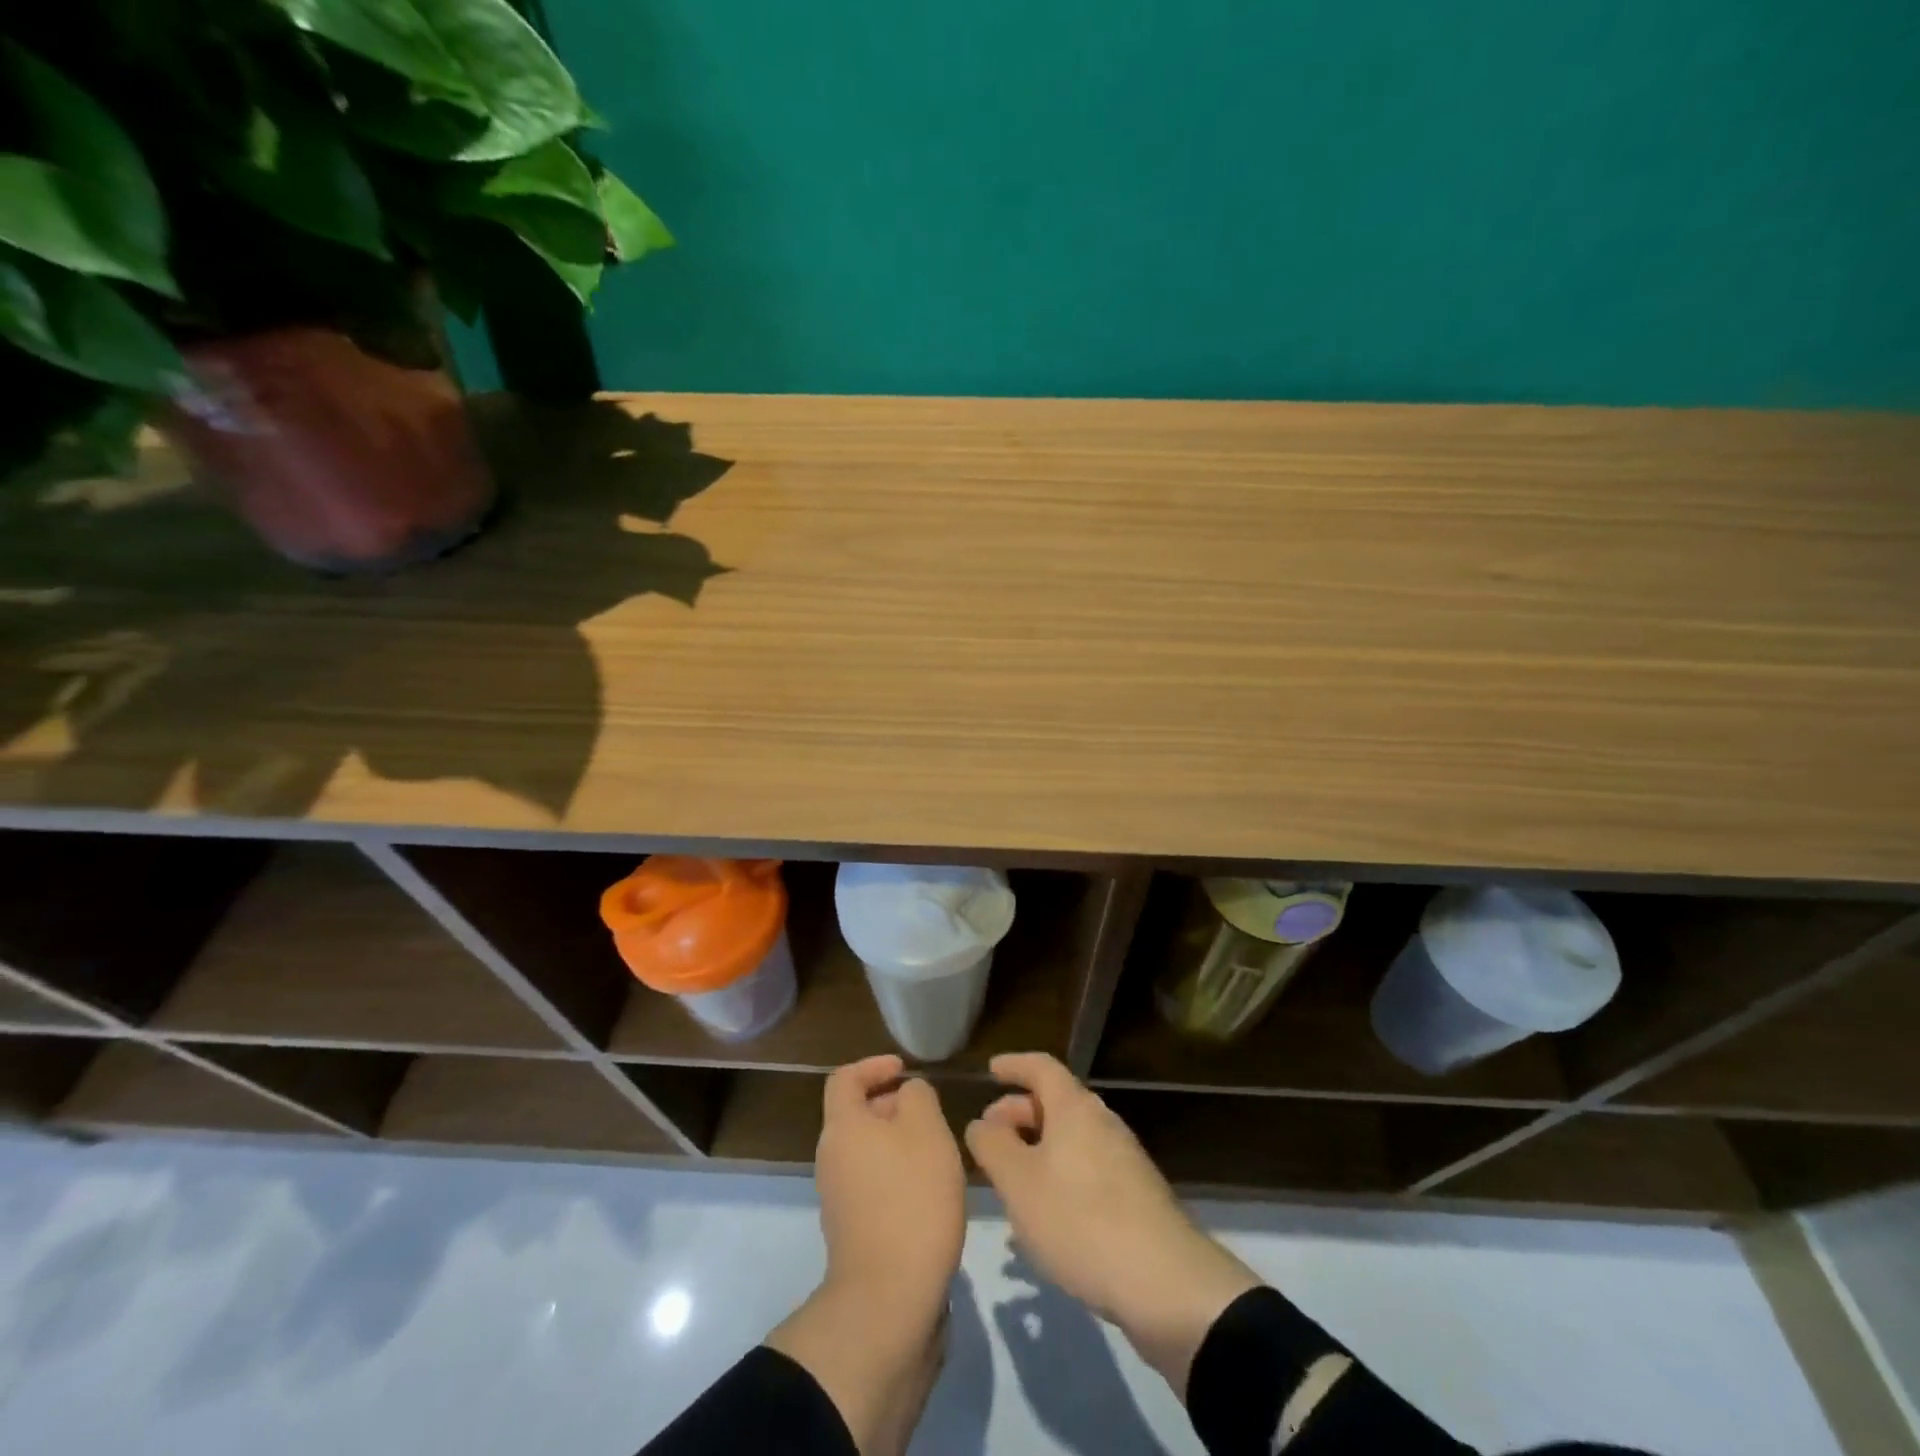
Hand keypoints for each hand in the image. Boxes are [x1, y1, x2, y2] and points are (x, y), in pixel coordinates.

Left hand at [816, 1052, 967, 1318]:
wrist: (890, 1297)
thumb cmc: (911, 1197)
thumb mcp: (927, 1129)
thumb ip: (918, 1097)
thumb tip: (907, 1095)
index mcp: (843, 1126)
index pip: (845, 1078)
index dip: (873, 1065)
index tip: (904, 1070)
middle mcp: (831, 1157)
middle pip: (856, 1115)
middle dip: (892, 1106)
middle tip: (931, 1114)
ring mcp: (837, 1196)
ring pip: (866, 1150)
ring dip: (898, 1143)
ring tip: (937, 1152)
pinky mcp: (852, 1229)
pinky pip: (872, 1183)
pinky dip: (896, 1175)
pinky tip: (928, 1191)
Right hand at [964, 1052, 1259, 1396]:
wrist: (1166, 1284)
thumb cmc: (1081, 1220)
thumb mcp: (1020, 1183)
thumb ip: (993, 1146)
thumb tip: (982, 1123)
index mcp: (1075, 1108)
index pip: (1041, 1067)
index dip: (1014, 1065)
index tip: (991, 1070)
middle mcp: (1102, 1122)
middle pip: (1056, 1102)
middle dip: (1019, 1113)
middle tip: (989, 1137)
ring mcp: (1124, 1159)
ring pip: (1071, 1140)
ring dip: (1037, 1150)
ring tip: (1010, 1183)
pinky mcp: (1136, 1196)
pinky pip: (1087, 1169)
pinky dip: (1059, 1176)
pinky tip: (1046, 1216)